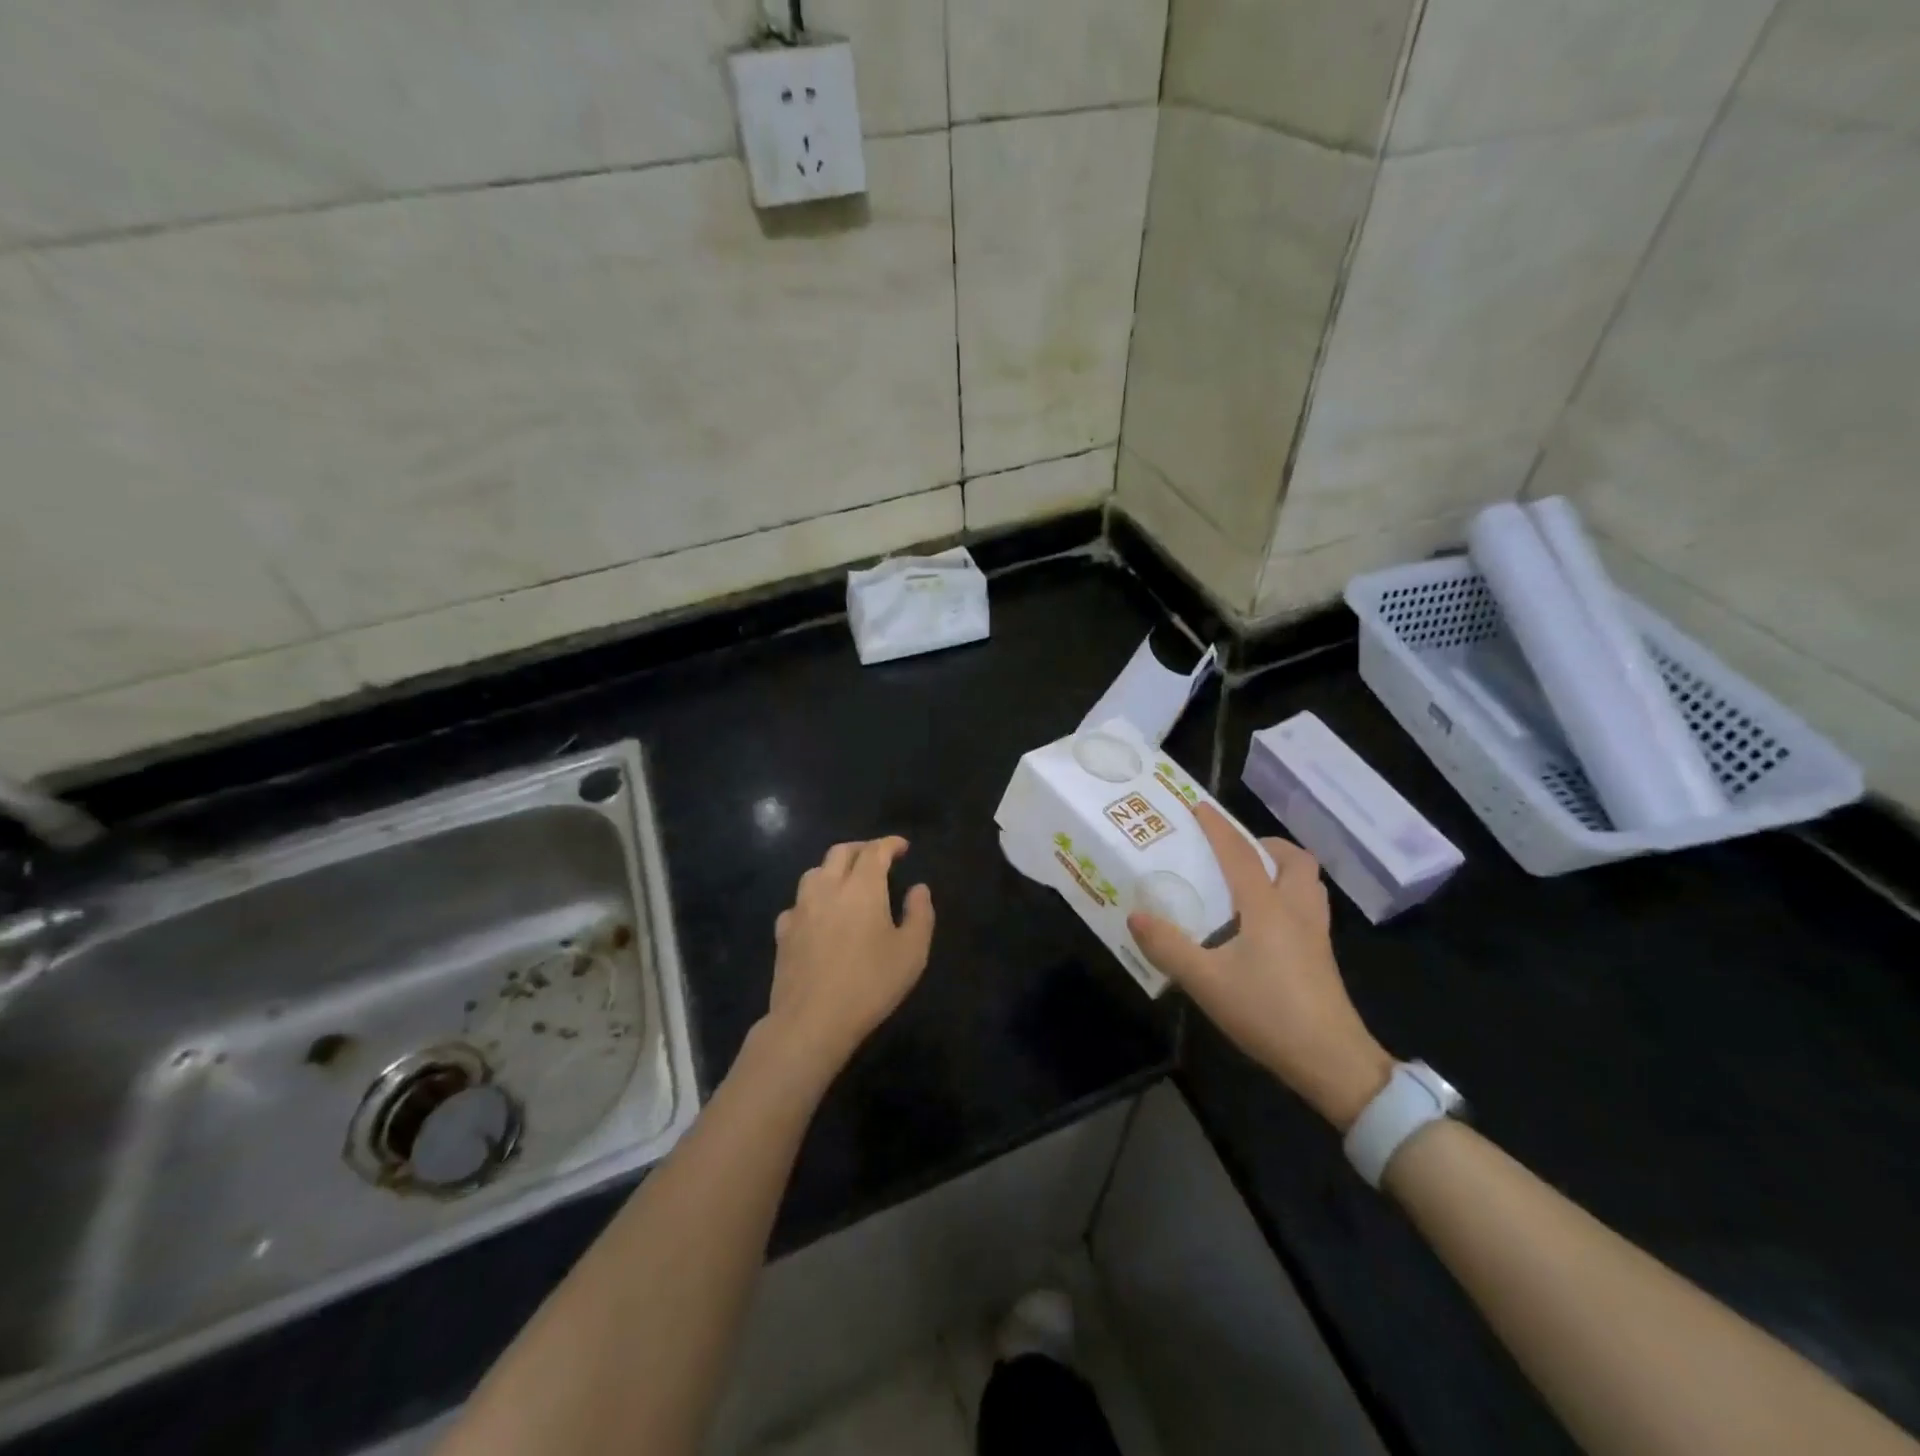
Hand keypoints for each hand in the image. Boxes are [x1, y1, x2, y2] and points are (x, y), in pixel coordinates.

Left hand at [758, 837, 934, 1083]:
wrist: (811, 1020)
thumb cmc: (869, 984)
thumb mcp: (912, 952)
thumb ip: (920, 914)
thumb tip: (919, 888)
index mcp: (862, 887)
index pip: (875, 851)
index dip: (890, 844)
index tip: (902, 847)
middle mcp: (828, 888)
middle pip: (841, 852)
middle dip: (862, 849)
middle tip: (877, 857)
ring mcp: (800, 909)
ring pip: (815, 872)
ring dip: (834, 869)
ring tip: (847, 881)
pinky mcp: (783, 932)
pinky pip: (798, 903)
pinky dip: (813, 899)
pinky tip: (818, 915)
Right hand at [1127, 804, 1392, 1131]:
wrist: (1332, 1061)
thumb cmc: (1268, 1013)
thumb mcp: (1206, 983)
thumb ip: (1168, 948)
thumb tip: (1135, 916)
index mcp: (1267, 908)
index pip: (1240, 855)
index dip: (1218, 828)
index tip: (1199, 807)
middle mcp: (1296, 911)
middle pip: (1294, 860)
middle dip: (1264, 845)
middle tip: (1235, 852)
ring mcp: (1315, 934)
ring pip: (1307, 882)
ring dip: (1282, 868)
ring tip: (1251, 880)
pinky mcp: (1321, 956)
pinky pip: (1309, 906)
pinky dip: (1289, 895)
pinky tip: (1265, 923)